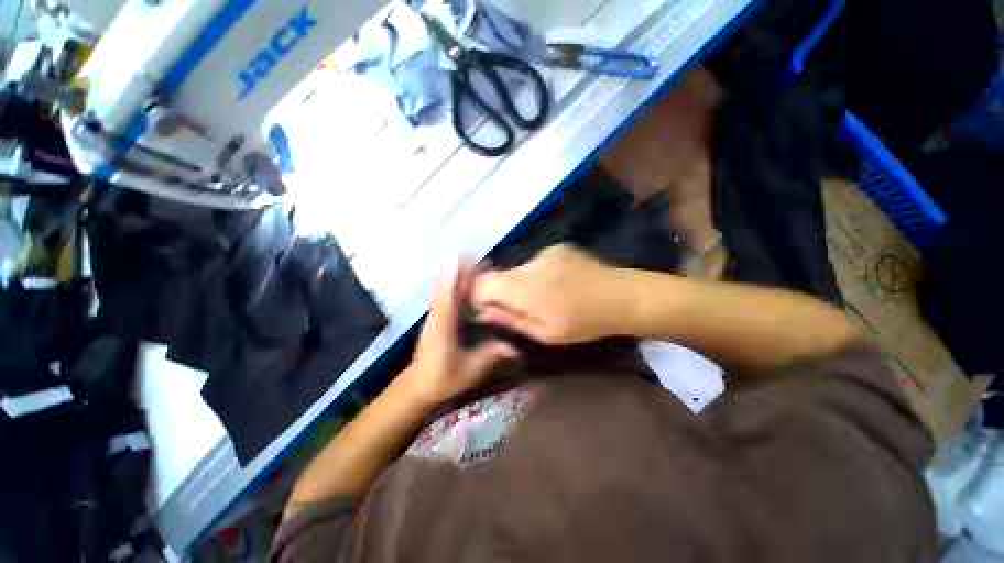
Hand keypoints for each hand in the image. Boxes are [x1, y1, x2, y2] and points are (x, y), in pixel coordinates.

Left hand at [398, 260, 518, 407]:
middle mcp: (436, 315)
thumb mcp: (471, 369)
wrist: (417, 388)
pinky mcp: (436, 320)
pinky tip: (462, 284)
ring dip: (454, 276)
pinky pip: (444, 297)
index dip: (454, 274)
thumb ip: (492, 354)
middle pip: (445, 287)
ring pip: (443, 291)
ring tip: (471, 264)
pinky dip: (451, 286)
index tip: (462, 256)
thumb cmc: (442, 378)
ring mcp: (434, 317)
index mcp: (443, 324)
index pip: (448, 294)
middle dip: (457, 270)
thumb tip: (516, 348)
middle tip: (475, 256)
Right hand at [472, 244, 635, 344]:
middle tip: (519, 308)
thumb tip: (480, 311)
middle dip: (500, 292)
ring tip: (543, 298)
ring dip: (520, 284)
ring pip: (516, 270)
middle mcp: (531, 264)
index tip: (486, 308)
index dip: (477, 294)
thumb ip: (509, 319)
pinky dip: (535, 275)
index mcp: (527, 289)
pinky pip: (533, 263)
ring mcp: (544, 252)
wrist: (624, 297)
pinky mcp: (556, 248)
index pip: (483, 283)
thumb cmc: (585, 323)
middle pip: (498, 275)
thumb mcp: (545, 333)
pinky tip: (556, 285)